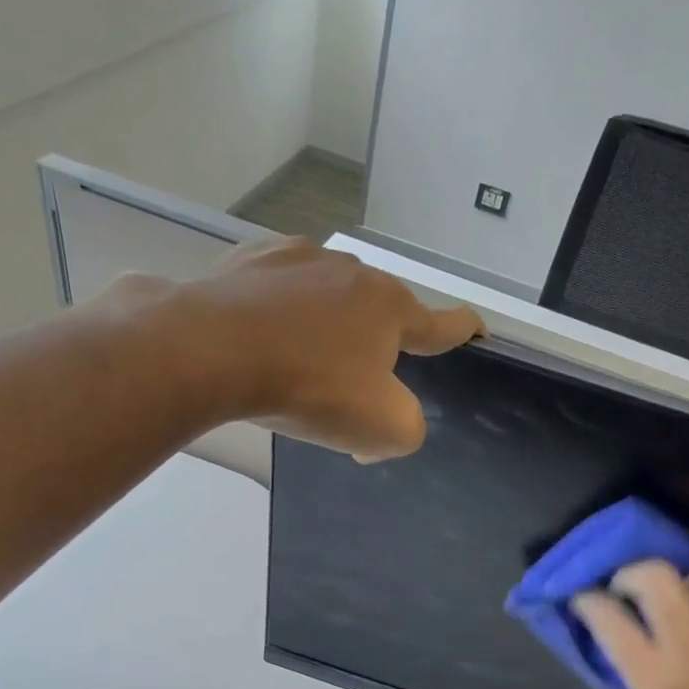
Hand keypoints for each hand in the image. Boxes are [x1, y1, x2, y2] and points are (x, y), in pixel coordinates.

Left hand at [92, 238, 484, 461]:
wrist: (212, 350)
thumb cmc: (309, 388)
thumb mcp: (382, 428)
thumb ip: (408, 428)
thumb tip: (384, 423)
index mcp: (390, 308)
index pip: (441, 323)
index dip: (464, 330)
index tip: (477, 328)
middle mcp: (351, 272)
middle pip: (378, 314)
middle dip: (375, 348)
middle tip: (349, 389)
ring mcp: (297, 259)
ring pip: (327, 300)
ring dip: (325, 331)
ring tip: (298, 366)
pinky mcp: (249, 261)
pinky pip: (279, 292)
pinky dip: (280, 316)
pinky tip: (262, 340)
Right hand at [573, 562, 688, 688]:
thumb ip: (626, 686)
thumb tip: (626, 654)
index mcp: (654, 677)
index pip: (610, 617)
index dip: (587, 601)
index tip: (581, 598)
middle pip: (657, 577)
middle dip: (629, 574)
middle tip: (622, 589)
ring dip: (680, 584)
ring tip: (672, 603)